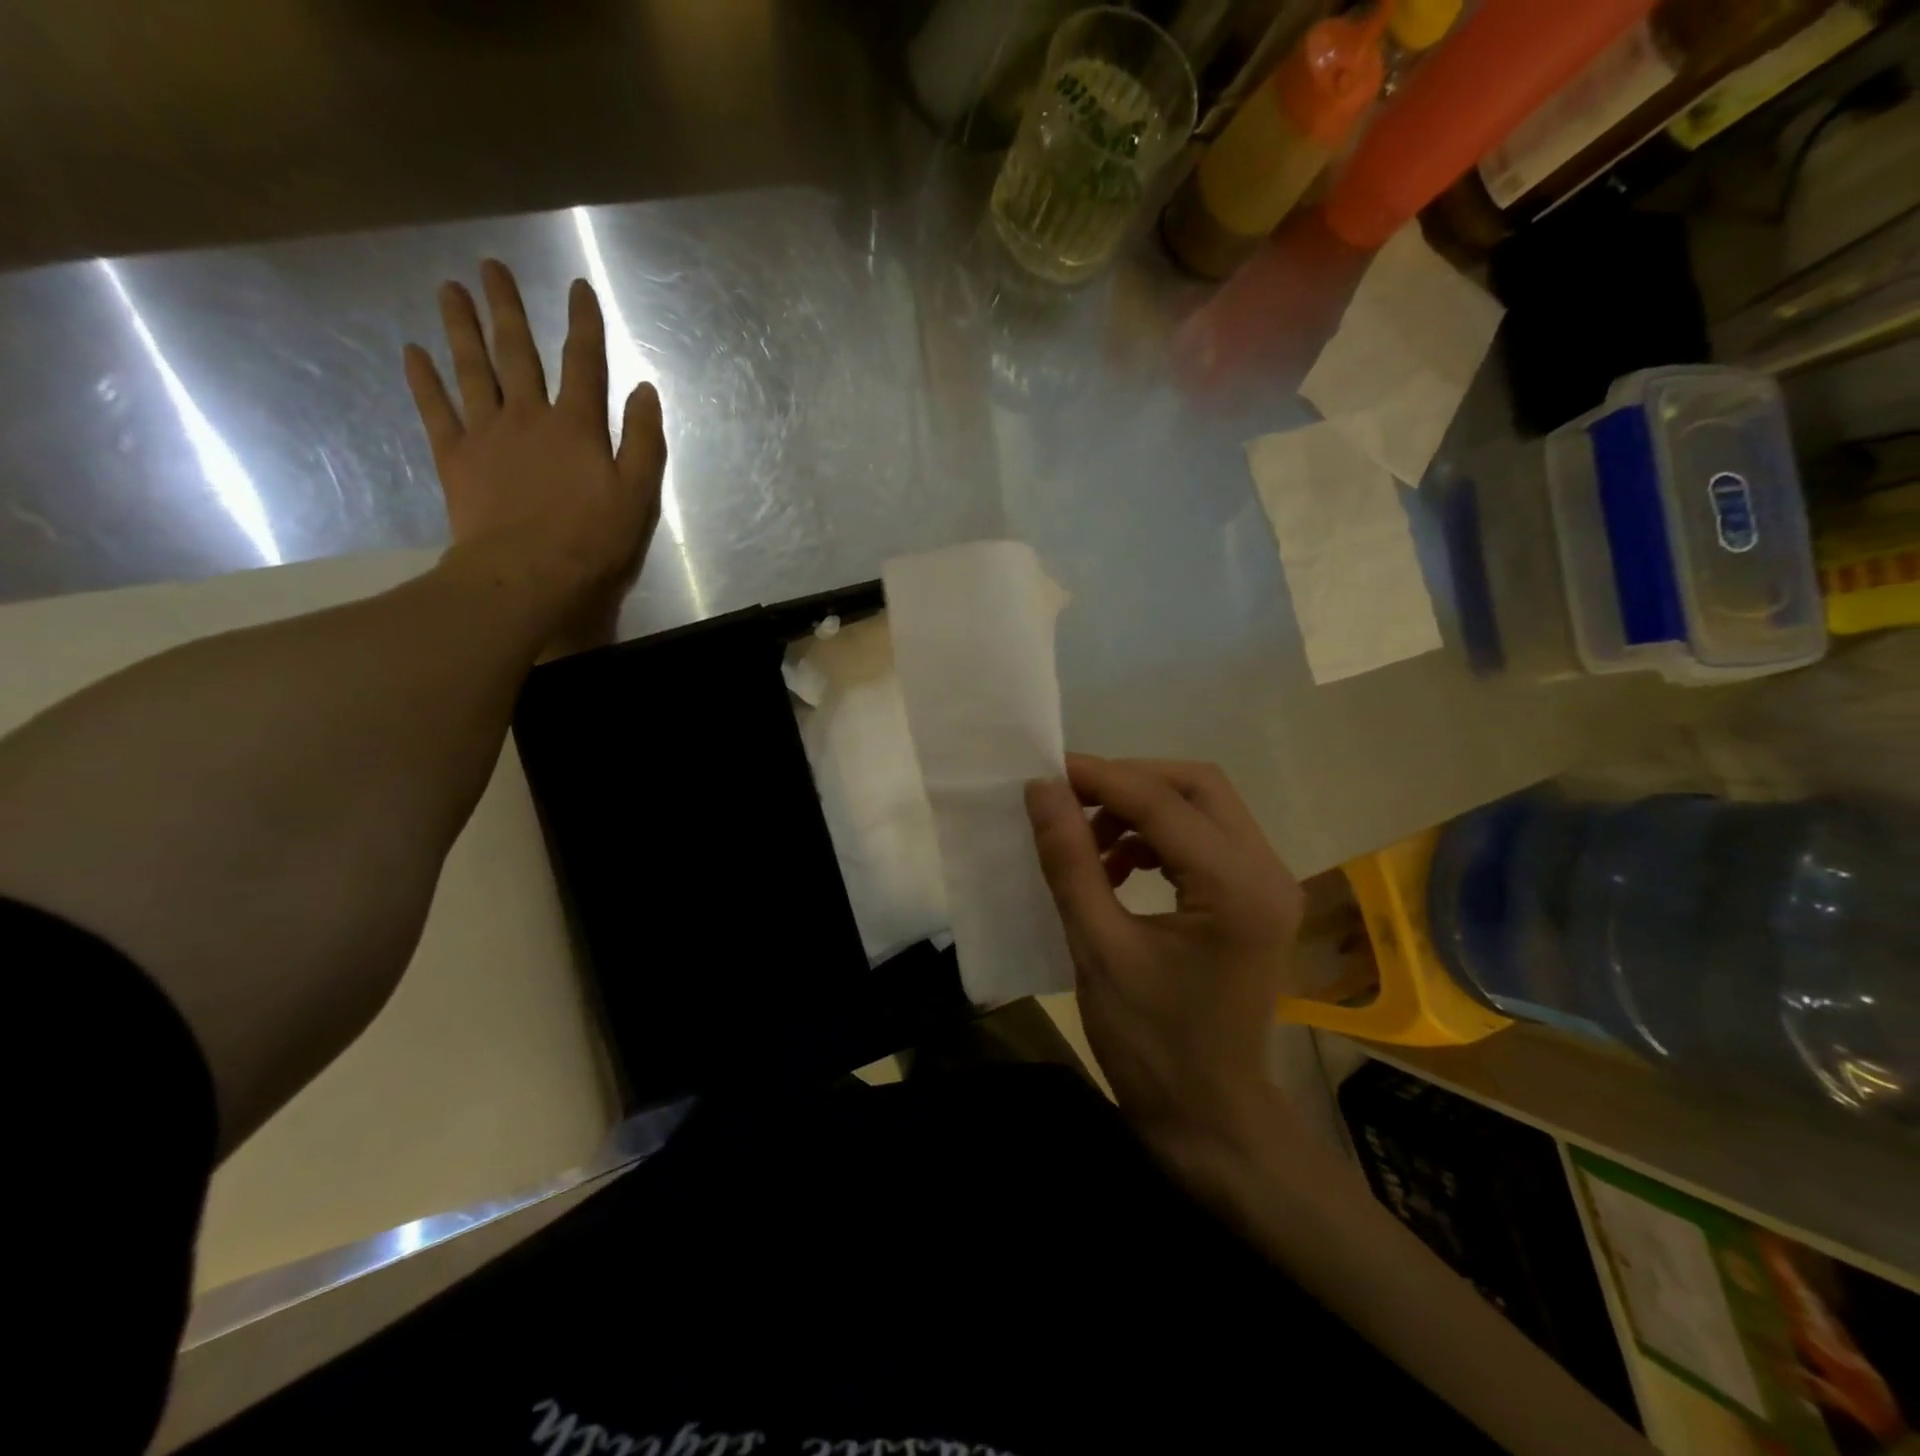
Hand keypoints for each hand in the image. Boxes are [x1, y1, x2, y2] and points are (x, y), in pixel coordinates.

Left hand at [404, 258, 665, 653]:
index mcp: (577, 426)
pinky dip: (424, 380)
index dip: (583, 324)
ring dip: (461, 327)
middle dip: (508, 308)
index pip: (584, 364)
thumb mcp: (637, 495)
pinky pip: (436, 410)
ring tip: (449, 289)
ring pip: (472, 369)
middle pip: (517, 352)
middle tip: (491, 267)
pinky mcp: (455, 457)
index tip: (577, 287)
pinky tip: (413, 352)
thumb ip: (643, 441)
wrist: (528, 573)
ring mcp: (486, 433)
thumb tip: (645, 391)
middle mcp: (528, 416)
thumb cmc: (592, 540)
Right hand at [1025, 755, 1303, 1167]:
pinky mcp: (1256, 898)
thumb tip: (1041, 791)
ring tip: (1089, 842)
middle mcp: (1267, 871)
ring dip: (1142, 809)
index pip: (1161, 802)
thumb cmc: (1151, 1045)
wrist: (1211, 1120)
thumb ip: (1071, 861)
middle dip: (1127, 783)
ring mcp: (1269, 884)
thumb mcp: (1098, 949)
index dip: (1099, 778)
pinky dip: (1158, 837)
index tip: (1044, 772)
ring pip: (1202, 807)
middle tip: (1070, 801)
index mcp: (1236, 888)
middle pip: (1196, 786)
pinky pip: (1205, 839)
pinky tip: (1118, 867)